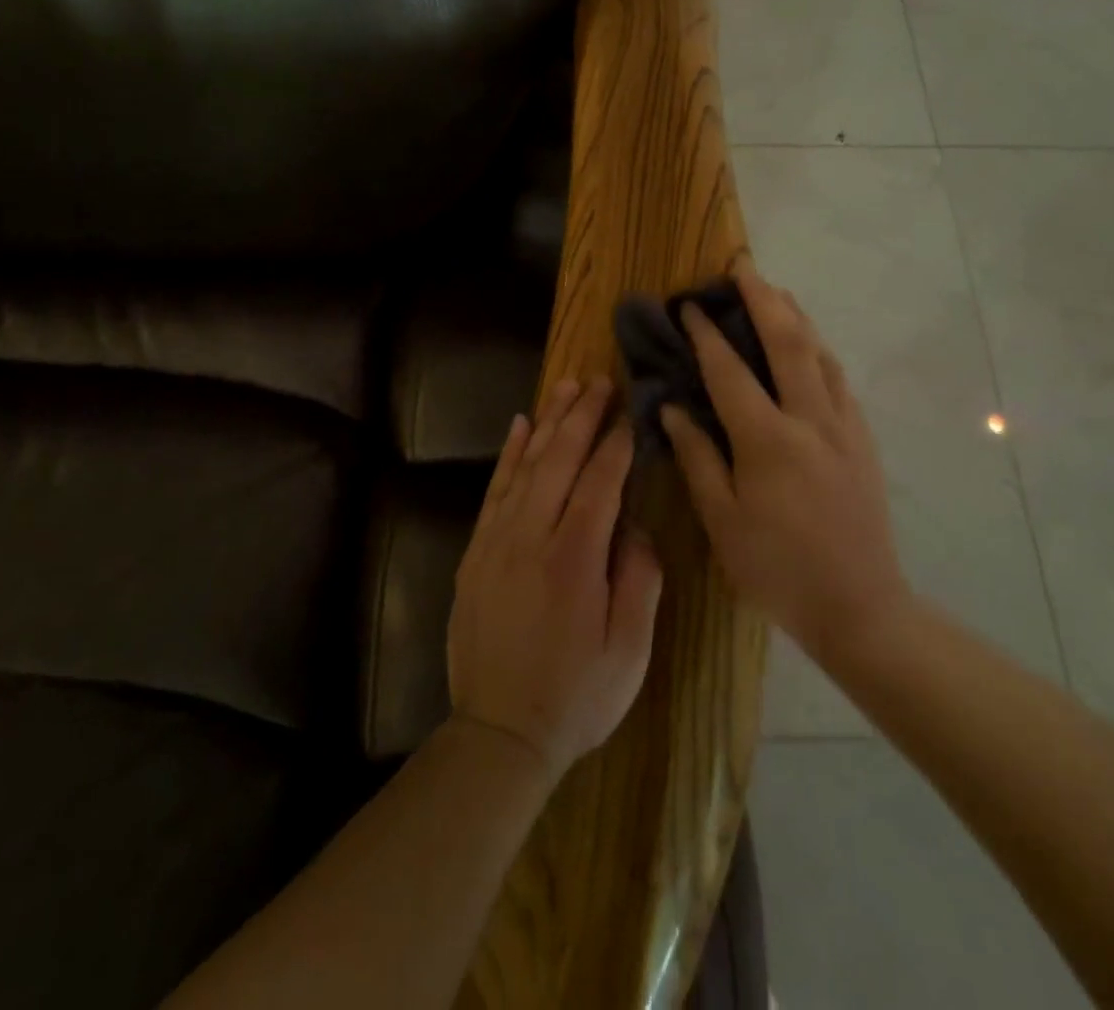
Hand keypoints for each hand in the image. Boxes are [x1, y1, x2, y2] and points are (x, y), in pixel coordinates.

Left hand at [447, 377, 663, 785]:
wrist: (499, 734)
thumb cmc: (577, 696)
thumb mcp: (631, 649)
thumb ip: (639, 577)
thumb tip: (632, 524)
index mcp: (574, 559)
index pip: (600, 482)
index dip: (618, 443)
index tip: (632, 412)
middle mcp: (531, 537)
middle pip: (559, 460)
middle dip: (582, 415)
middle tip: (599, 380)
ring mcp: (496, 541)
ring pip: (525, 465)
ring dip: (547, 421)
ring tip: (566, 386)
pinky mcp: (475, 552)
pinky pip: (494, 489)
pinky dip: (509, 454)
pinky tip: (520, 426)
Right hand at [662, 265, 906, 665]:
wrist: (861, 607)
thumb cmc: (777, 569)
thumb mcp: (722, 521)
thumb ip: (697, 457)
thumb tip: (672, 407)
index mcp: (768, 440)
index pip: (729, 371)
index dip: (706, 334)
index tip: (688, 304)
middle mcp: (810, 420)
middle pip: (787, 341)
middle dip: (762, 298)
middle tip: (742, 267)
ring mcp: (844, 427)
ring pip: (820, 353)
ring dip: (795, 316)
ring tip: (774, 292)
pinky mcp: (863, 440)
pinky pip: (838, 379)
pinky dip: (817, 350)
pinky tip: (807, 348)